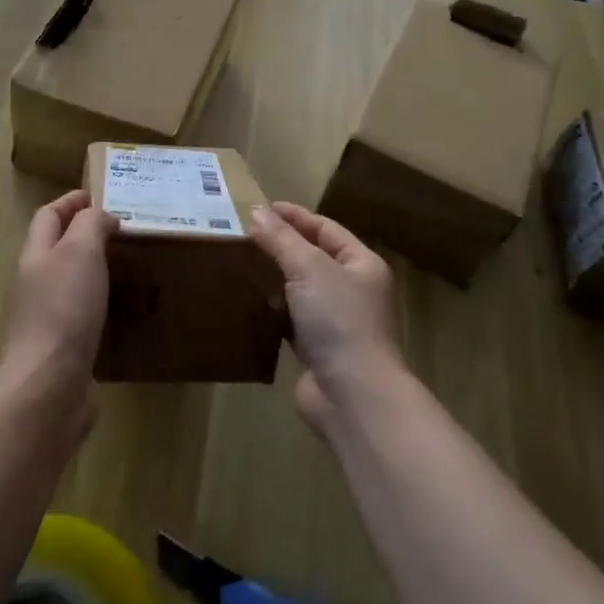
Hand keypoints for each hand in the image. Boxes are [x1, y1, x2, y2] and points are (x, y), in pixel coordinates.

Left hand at [4, 191, 114, 389]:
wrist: (48, 386)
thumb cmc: (64, 309)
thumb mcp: (80, 252)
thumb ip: (91, 225)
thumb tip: (102, 218)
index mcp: (36, 255)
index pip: (48, 216)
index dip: (70, 201)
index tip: (99, 195)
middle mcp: (35, 283)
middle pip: (55, 248)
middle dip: (83, 234)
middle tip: (122, 231)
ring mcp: (45, 318)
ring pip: (69, 282)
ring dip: (93, 270)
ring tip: (127, 266)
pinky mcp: (61, 348)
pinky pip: (81, 315)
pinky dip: (99, 305)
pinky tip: (121, 311)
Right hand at [247, 203, 401, 431]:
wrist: (352, 395)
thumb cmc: (339, 320)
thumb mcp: (309, 268)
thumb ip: (281, 239)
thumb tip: (256, 211)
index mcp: (362, 264)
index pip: (326, 229)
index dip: (295, 216)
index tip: (260, 208)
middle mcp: (354, 290)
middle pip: (313, 257)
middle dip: (281, 245)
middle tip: (244, 234)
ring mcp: (337, 322)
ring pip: (301, 289)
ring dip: (275, 277)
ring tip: (240, 263)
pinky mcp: (317, 349)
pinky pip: (291, 319)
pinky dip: (272, 309)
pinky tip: (248, 301)